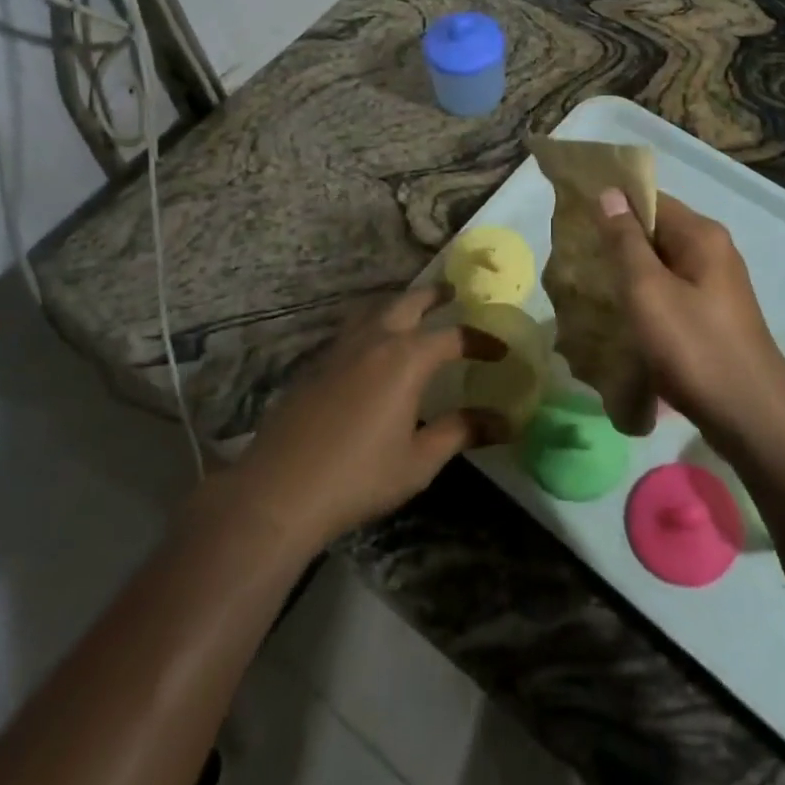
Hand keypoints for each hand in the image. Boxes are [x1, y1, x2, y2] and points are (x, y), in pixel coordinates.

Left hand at [228, 284, 506, 550]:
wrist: (279, 492)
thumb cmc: (358, 477)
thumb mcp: (419, 461)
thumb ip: (461, 432)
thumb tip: (504, 422)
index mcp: (406, 358)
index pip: (454, 336)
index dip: (481, 340)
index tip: (500, 351)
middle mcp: (375, 339)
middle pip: (410, 302)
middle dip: (436, 295)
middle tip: (454, 293)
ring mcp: (340, 347)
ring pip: (376, 308)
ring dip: (400, 304)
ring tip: (414, 311)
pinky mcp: (316, 363)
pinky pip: (353, 328)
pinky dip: (373, 323)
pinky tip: (373, 347)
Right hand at [596, 191, 784, 447]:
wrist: (751, 418)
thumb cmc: (694, 347)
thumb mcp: (649, 291)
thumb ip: (626, 241)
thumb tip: (609, 193)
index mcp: (702, 235)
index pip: (651, 199)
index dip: (613, 204)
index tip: (575, 218)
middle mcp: (713, 251)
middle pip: (656, 231)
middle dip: (617, 242)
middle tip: (577, 258)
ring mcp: (716, 286)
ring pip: (662, 266)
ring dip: (629, 274)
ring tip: (591, 288)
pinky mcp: (713, 316)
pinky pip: (671, 292)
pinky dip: (646, 299)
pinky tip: (622, 318)